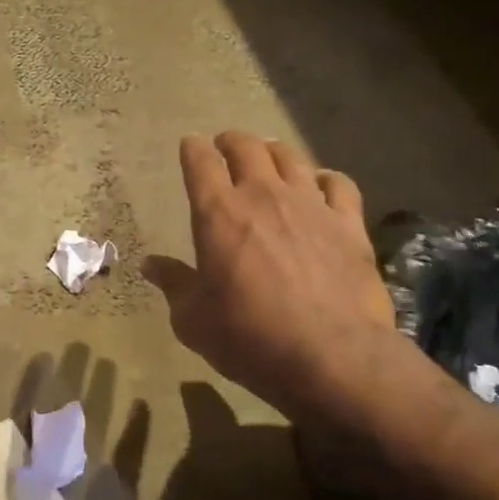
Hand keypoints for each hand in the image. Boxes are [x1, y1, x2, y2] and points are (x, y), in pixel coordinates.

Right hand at [142, 133, 395, 419]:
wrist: (331, 357)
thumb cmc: (249, 337)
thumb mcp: (193, 319)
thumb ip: (173, 284)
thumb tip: (149, 265)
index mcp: (218, 213)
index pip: (200, 161)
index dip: (193, 149)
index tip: (190, 147)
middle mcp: (263, 196)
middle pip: (246, 147)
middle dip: (231, 141)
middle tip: (225, 147)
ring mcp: (310, 206)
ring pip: (290, 157)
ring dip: (273, 152)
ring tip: (269, 157)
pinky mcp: (349, 225)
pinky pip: (339, 184)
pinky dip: (325, 179)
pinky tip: (321, 186)